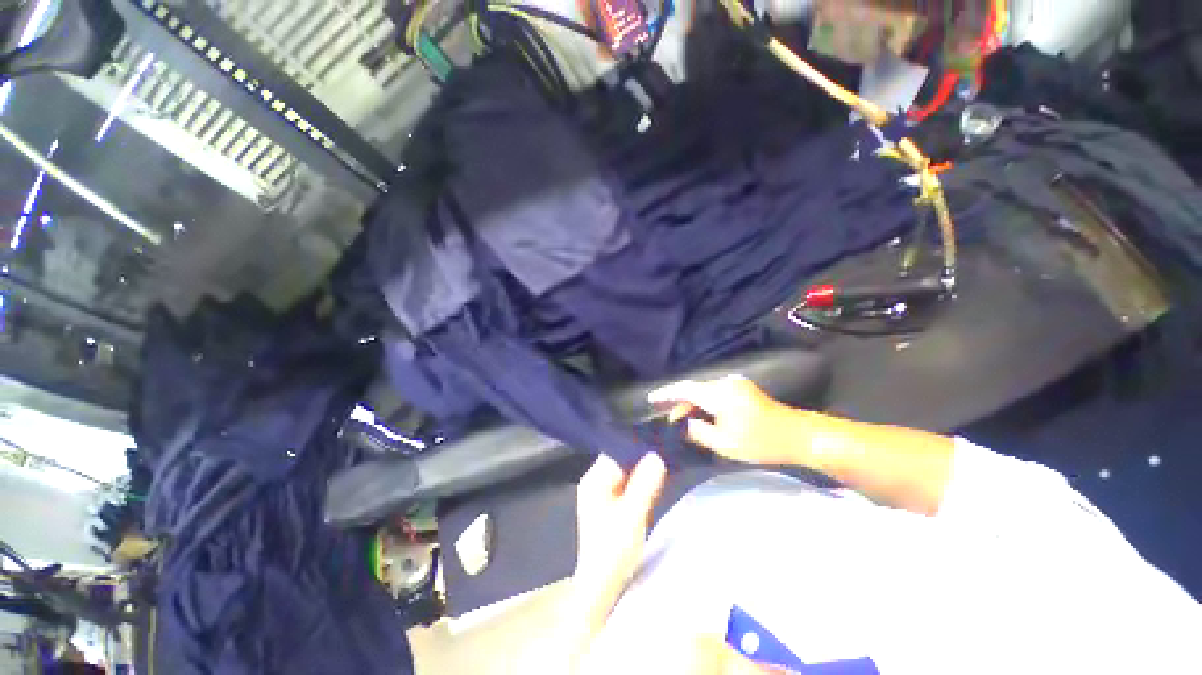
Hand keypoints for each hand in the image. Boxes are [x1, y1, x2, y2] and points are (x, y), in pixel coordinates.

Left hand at [566, 453, 666, 651]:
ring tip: (666, 460)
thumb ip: (644, 484)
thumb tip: (656, 454)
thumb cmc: (613, 552)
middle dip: (642, 456)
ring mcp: (604, 493)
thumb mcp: (632, 517)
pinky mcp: (613, 504)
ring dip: (644, 469)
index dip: (637, 445)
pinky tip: (657, 478)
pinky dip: (642, 481)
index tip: (659, 438)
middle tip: (667, 447)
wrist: (603, 589)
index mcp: (594, 480)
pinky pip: (629, 483)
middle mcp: (596, 481)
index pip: (616, 451)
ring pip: (627, 471)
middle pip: (622, 459)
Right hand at [649, 376, 799, 465]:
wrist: (798, 435)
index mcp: (719, 393)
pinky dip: (704, 403)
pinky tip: (700, 416)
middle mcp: (725, 382)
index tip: (651, 399)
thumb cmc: (760, 442)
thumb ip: (697, 432)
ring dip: (692, 404)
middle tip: (667, 420)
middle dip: (679, 403)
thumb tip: (682, 424)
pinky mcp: (741, 388)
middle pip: (694, 389)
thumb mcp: (724, 444)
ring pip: (704, 391)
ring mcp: (735, 383)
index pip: (685, 389)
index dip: (666, 394)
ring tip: (681, 420)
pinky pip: (714, 393)